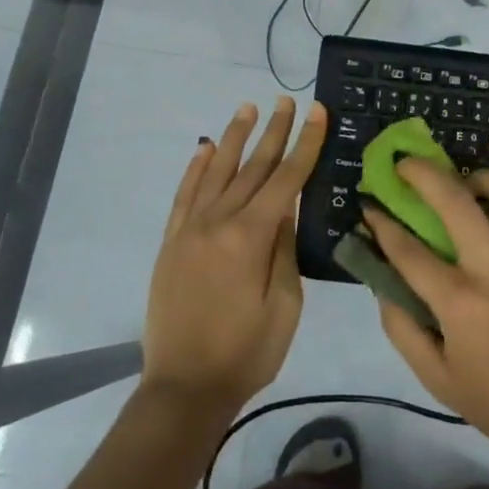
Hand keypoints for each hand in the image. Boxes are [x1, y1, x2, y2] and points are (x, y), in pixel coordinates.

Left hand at [141, 97, 326, 417]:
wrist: (184, 388)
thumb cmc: (246, 352)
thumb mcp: (285, 306)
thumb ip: (284, 251)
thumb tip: (284, 210)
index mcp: (251, 237)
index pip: (286, 179)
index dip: (305, 144)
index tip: (316, 112)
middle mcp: (218, 222)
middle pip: (253, 167)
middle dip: (273, 131)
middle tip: (286, 100)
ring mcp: (189, 229)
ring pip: (217, 172)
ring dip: (235, 138)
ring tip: (248, 108)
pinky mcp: (171, 242)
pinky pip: (184, 195)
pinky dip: (196, 168)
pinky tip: (206, 149)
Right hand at [365, 163, 488, 471]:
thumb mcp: (437, 379)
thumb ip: (403, 329)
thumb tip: (383, 285)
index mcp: (461, 302)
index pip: (409, 250)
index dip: (382, 224)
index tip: (369, 207)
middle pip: (456, 201)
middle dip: (423, 174)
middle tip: (406, 166)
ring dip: (482, 179)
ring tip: (468, 183)